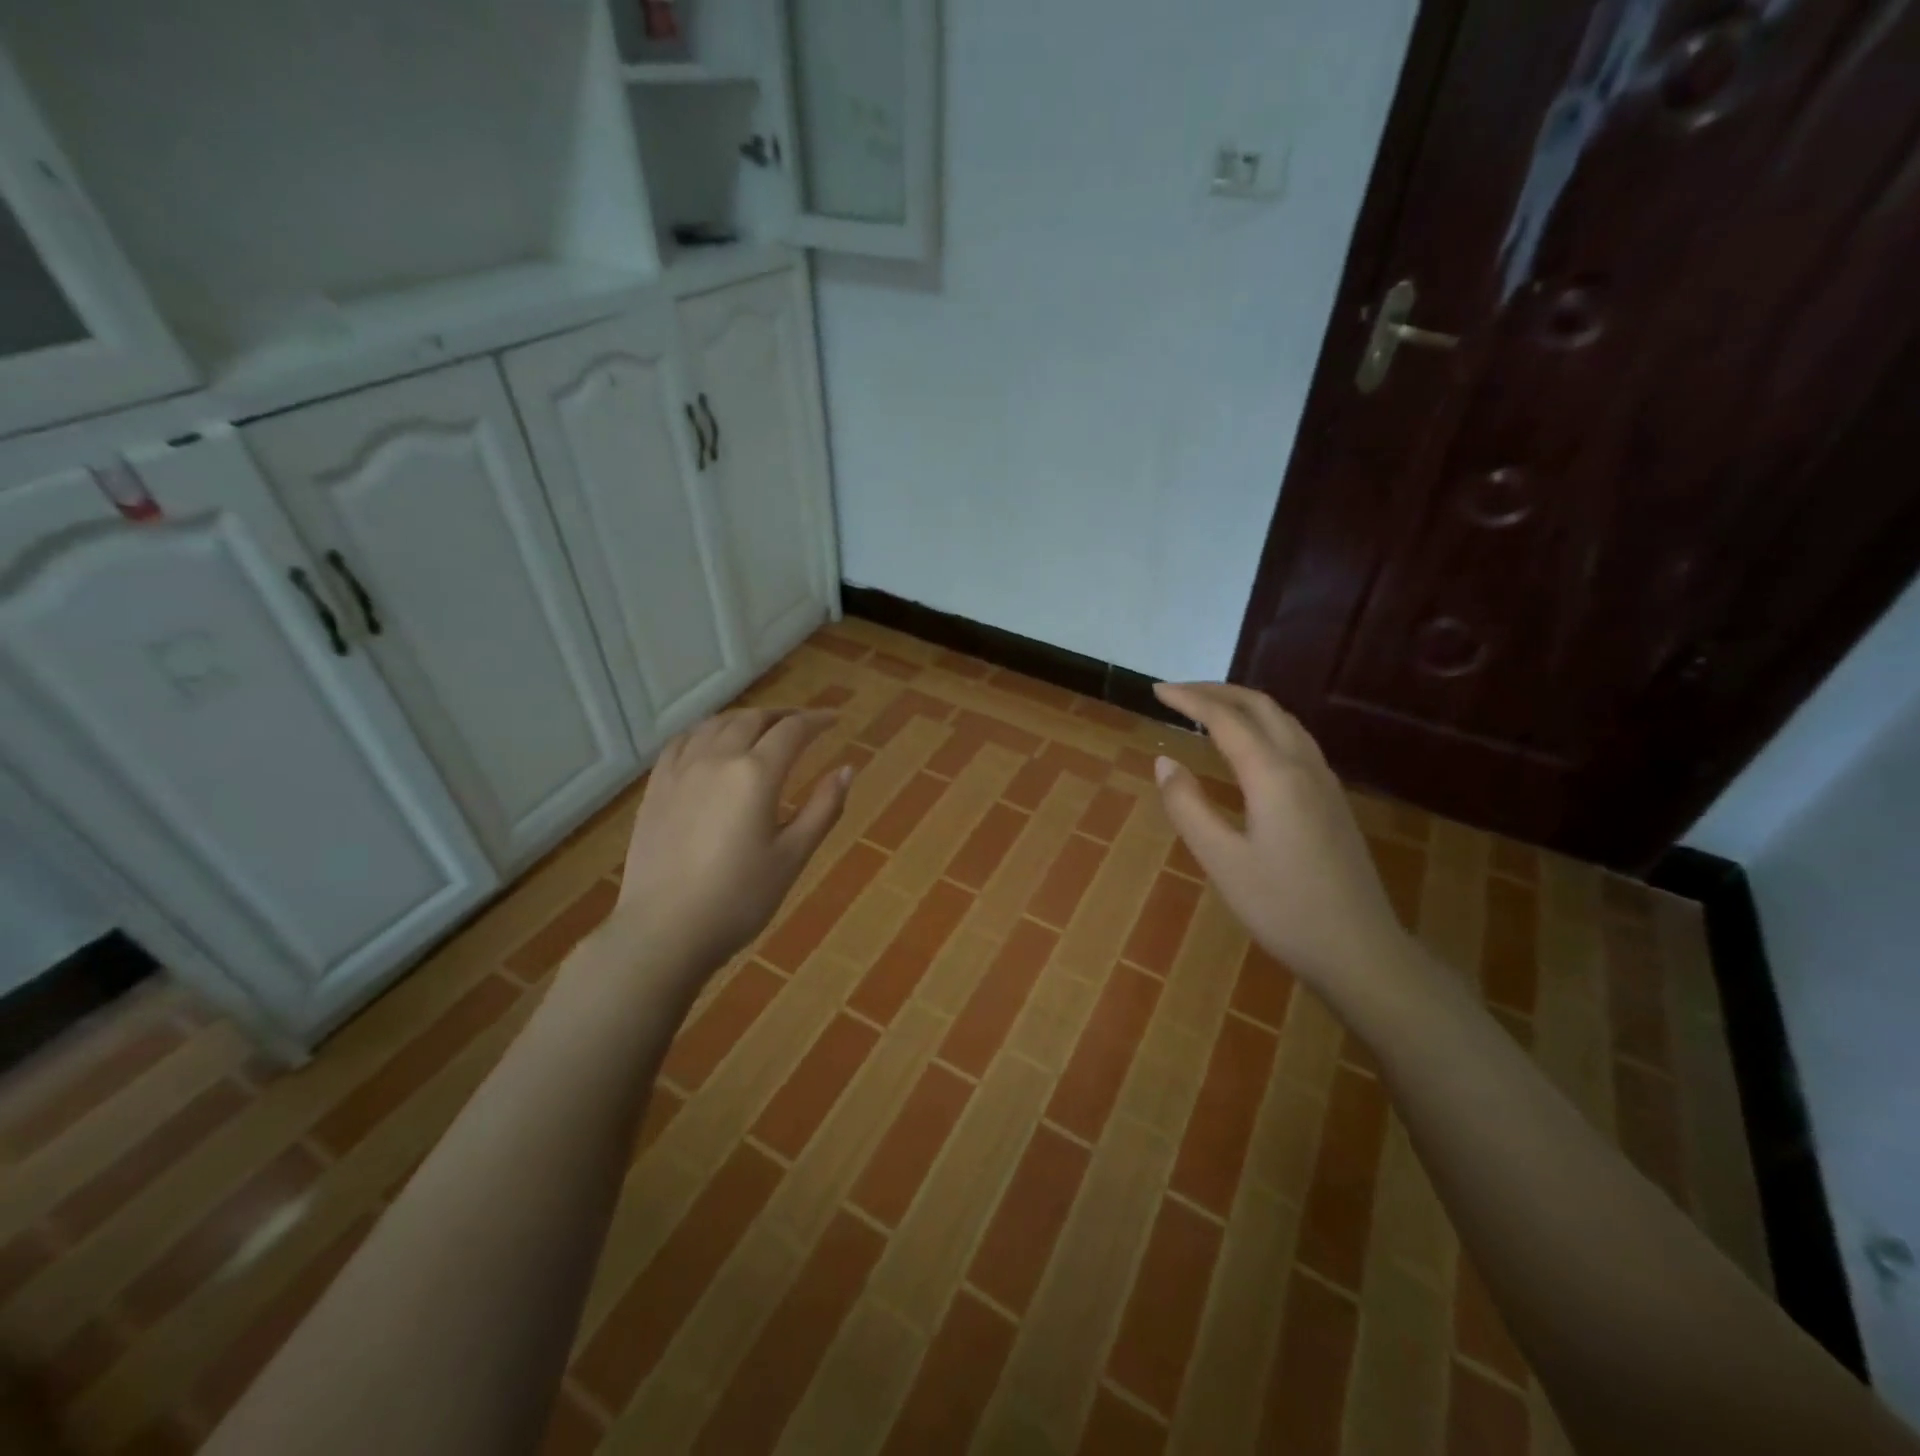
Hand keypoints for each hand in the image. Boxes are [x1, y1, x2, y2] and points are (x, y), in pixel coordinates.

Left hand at [607, 708, 851, 985]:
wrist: (665, 930)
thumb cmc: (740, 899)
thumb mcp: (793, 856)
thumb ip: (824, 808)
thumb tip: (847, 769)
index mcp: (756, 774)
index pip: (792, 730)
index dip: (817, 720)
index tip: (835, 720)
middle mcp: (717, 759)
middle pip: (753, 719)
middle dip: (783, 716)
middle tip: (803, 724)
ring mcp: (681, 770)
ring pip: (716, 724)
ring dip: (745, 718)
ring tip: (762, 728)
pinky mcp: (656, 787)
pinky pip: (682, 741)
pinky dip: (706, 730)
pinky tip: (711, 741)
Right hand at [1151, 683, 1408, 989]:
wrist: (1360, 949)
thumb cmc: (1283, 908)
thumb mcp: (1222, 861)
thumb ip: (1188, 807)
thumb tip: (1165, 762)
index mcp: (1273, 776)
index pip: (1225, 719)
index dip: (1189, 699)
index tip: (1156, 690)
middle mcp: (1303, 766)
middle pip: (1260, 706)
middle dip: (1217, 691)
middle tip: (1178, 692)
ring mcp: (1324, 781)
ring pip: (1283, 720)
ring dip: (1243, 704)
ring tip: (1209, 709)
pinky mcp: (1333, 799)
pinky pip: (1296, 739)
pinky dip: (1264, 724)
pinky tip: (1251, 746)